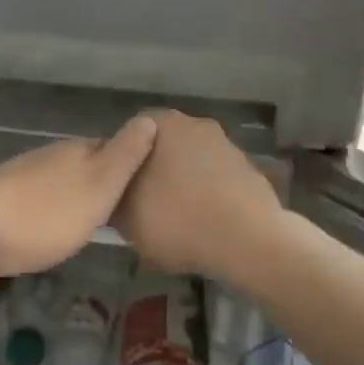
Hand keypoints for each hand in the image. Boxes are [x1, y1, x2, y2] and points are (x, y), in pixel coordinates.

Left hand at [0, 116, 157, 276]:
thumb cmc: (50, 212)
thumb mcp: (100, 185)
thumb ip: (125, 155)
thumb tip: (150, 118)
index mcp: (81, 150)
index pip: (115, 147)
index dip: (132, 161)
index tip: (150, 181)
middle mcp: (54, 156)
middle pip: (88, 164)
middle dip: (105, 180)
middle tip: (127, 207)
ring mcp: (27, 176)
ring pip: (64, 181)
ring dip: (79, 195)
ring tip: (98, 220)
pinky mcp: (7, 200)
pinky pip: (44, 199)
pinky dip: (56, 209)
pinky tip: (60, 227)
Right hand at [113, 111, 283, 278]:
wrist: (249, 241)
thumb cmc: (179, 220)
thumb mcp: (128, 218)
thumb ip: (114, 199)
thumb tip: (114, 196)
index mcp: (164, 124)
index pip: (129, 135)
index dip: (120, 164)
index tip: (117, 191)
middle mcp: (197, 125)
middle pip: (163, 148)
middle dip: (153, 173)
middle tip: (142, 206)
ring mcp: (227, 146)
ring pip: (191, 165)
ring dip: (182, 186)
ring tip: (174, 221)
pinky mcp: (249, 171)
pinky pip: (216, 182)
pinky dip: (207, 198)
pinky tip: (203, 226)